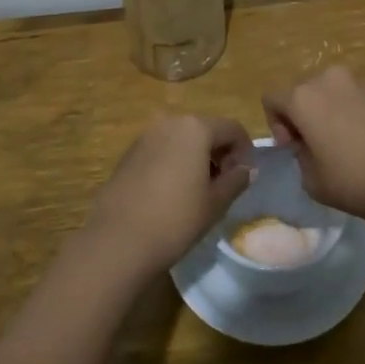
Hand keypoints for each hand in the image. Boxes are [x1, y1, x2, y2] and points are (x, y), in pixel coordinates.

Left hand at [84, 114, 255, 278]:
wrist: (118, 241)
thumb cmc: (176, 219)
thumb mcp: (215, 202)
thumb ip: (236, 180)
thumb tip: (246, 169)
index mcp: (195, 128)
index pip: (232, 129)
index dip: (245, 150)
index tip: (246, 177)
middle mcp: (169, 122)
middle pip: (205, 129)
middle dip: (220, 152)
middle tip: (225, 183)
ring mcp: (145, 136)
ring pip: (181, 139)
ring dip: (197, 157)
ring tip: (200, 190)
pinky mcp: (128, 154)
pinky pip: (161, 149)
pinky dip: (174, 162)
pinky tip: (173, 192)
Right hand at [262, 67, 364, 221]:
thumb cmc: (359, 181)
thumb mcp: (314, 182)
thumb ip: (302, 157)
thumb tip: (310, 146)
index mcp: (304, 98)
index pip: (272, 98)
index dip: (276, 123)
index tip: (294, 148)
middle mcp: (331, 80)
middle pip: (304, 90)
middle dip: (305, 114)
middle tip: (318, 146)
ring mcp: (364, 82)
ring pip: (335, 92)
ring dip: (334, 112)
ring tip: (350, 146)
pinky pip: (362, 98)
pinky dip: (360, 114)